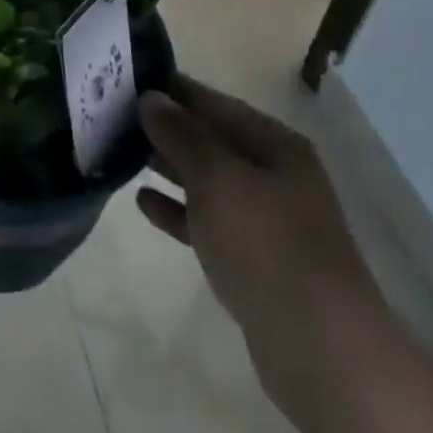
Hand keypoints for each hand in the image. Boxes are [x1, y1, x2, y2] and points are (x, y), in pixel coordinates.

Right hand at [136, 75, 387, 432]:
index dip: (171, 89)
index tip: (124, 81)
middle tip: (110, 116)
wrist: (322, 350)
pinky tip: (142, 203)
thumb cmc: (267, 244)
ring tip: (118, 152)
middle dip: (164, 128)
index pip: (213, 102)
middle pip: (210, 140)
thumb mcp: (216, 177)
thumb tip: (150, 97)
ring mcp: (266, 221)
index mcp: (274, 144)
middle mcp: (274, 175)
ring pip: (206, 180)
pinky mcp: (253, 262)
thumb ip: (180, 134)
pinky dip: (176, 210)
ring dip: (166, 167)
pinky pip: (206, 222)